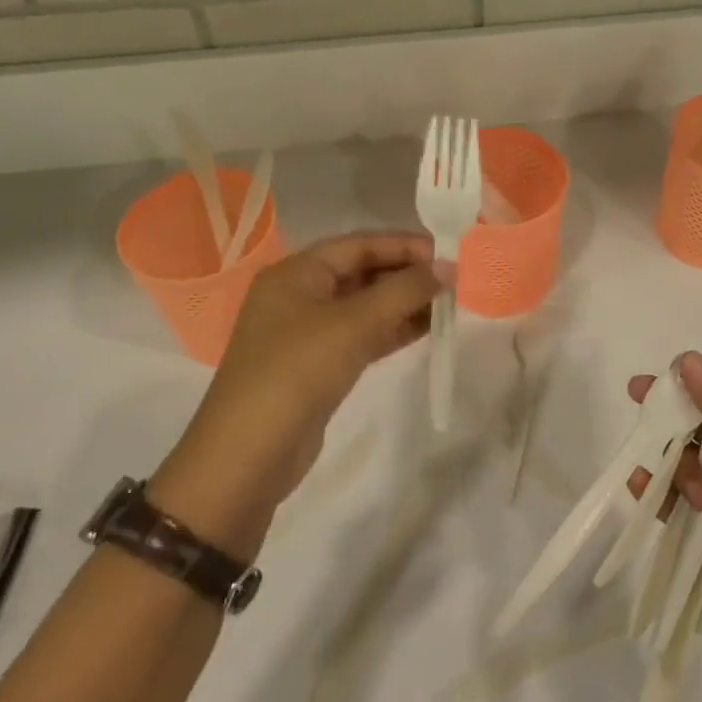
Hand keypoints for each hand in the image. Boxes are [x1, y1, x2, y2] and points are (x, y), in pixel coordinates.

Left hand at [151, 232, 444, 555]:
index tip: (448, 254)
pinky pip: (362, 335)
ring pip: (365, 306)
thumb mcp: (353, 324)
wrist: (247, 457)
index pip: (359, 244)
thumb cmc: (297, 372)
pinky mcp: (318, 365)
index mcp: (296, 273)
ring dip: (404, 303)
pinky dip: (392, 330)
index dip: (404, 245)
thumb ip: (404, 291)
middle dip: (407, 274)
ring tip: (449, 303)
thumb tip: (448, 268)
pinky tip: (426, 329)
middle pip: (362, 272)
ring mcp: (307, 332)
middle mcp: (299, 295)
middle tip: (453, 280)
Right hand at [627, 352, 701, 663]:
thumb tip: (688, 359)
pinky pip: (670, 502)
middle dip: (673, 414)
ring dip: (679, 468)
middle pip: (699, 425)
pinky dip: (654, 491)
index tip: (666, 371)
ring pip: (683, 461)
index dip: (698, 380)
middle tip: (638, 395)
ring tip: (699, 499)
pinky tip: (642, 487)